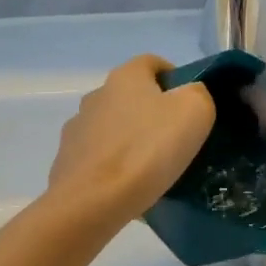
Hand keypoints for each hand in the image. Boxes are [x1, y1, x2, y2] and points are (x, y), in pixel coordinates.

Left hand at [46, 55, 215, 223]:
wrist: (93, 202)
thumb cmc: (148, 149)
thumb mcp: (195, 112)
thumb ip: (198, 94)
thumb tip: (190, 95)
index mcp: (125, 77)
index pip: (152, 63)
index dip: (174, 77)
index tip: (190, 104)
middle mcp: (96, 95)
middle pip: (131, 96)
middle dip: (152, 112)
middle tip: (176, 139)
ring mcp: (77, 129)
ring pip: (113, 127)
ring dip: (131, 139)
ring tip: (152, 168)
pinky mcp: (67, 162)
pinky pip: (99, 158)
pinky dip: (114, 166)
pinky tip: (129, 187)